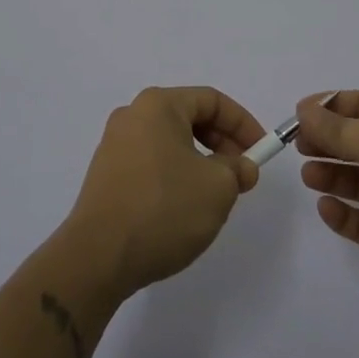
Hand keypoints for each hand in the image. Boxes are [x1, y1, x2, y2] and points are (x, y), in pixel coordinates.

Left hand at [63, 86, 266, 297]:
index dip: (243, 123)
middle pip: (189, 118)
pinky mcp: (105, 175)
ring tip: (214, 196)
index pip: (212, 100)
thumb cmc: (163, 208)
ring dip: (200, 162)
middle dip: (222, 143)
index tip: (261, 152)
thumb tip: (241, 167)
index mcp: (158, 105)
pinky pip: (151, 163)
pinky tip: (183, 209)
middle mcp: (132, 115)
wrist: (97, 257)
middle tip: (241, 175)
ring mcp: (114, 145)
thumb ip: (237, 170)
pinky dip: (175, 176)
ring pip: (171, 143)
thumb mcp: (218, 188)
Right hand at [294, 91, 358, 311]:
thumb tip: (305, 109)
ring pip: (356, 180)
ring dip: (330, 174)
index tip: (297, 114)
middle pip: (356, 141)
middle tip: (297, 147)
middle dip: (325, 140)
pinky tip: (325, 207)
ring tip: (308, 176)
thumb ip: (335, 127)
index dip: (329, 106)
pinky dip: (341, 213)